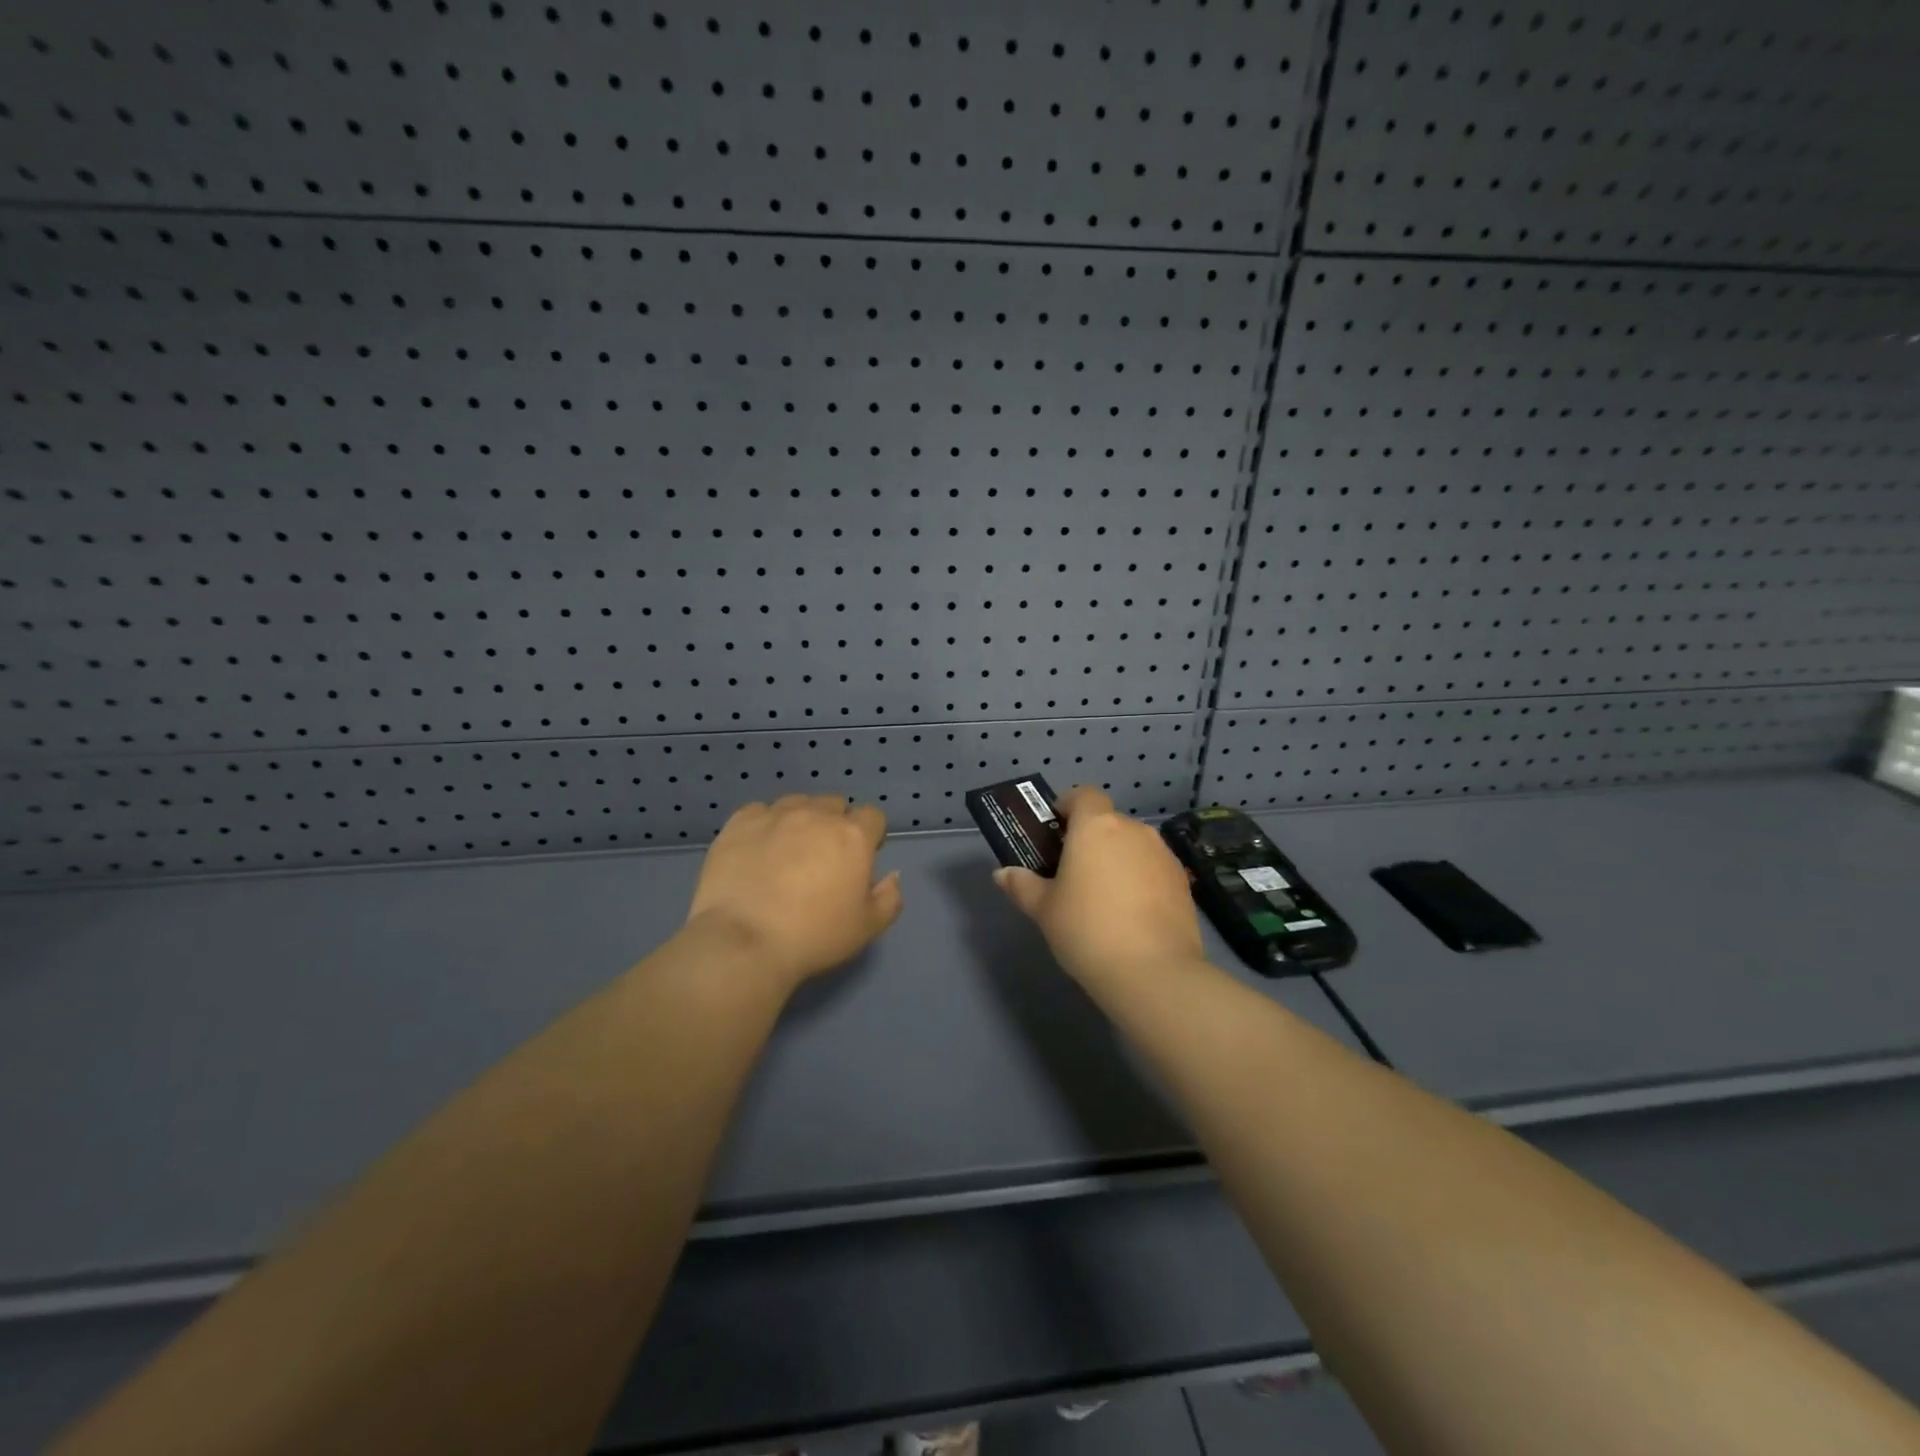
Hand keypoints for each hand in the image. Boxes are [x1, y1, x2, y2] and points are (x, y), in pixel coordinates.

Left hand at [685, 796, 903, 992]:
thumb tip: (892, 875)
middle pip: (835, 805)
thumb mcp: (867, 928)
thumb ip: (889, 897)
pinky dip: (764, 825)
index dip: (870, 836)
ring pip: (797, 803)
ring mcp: (775, 815)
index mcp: (853, 836)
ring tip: (788, 851)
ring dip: (801, 820)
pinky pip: (759, 811)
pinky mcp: (739, 823)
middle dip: (835, 824)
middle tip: (823, 858)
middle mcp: (816, 815)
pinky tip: (757, 850)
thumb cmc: (814, 937)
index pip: (873, 816)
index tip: (859, 860)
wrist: (744, 942)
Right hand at [993, 786, 1204, 988]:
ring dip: (1118, 859)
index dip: (1068, 807)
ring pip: (1133, 845)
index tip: (1056, 833)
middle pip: (1108, 822)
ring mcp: (1162, 854)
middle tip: (1073, 873)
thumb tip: (1003, 874)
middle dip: (1091, 839)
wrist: (1153, 972)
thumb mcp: (1044, 910)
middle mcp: (1132, 830)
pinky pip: (1153, 868)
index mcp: (1096, 827)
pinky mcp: (1183, 881)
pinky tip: (1132, 914)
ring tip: (1104, 898)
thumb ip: (1023, 886)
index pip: (1083, 794)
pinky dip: (1141, 880)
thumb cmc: (1087, 930)